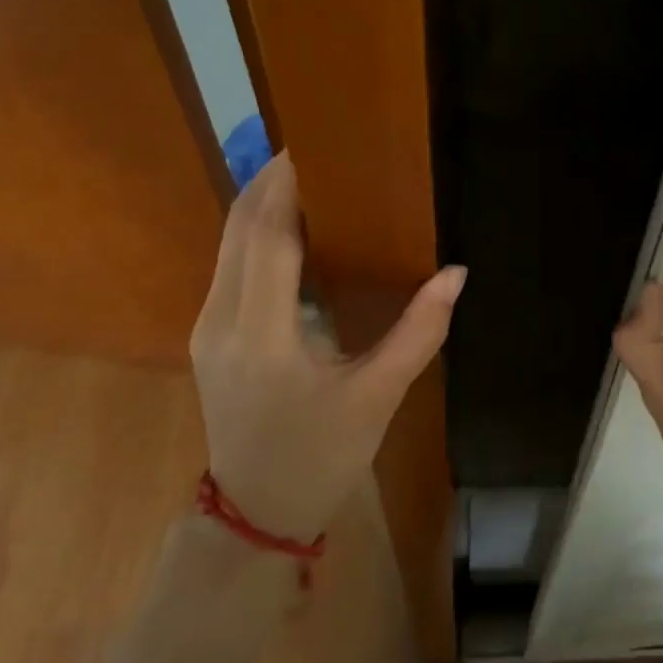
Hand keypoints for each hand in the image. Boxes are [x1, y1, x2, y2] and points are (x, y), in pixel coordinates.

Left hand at [191, 152, 466, 541]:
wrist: (255, 515)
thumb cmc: (321, 458)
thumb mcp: (377, 398)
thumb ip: (419, 332)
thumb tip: (456, 273)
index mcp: (261, 336)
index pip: (267, 237)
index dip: (287, 186)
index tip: (317, 147)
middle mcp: (221, 321)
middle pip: (239, 228)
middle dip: (271, 180)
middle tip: (317, 148)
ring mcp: (206, 327)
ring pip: (227, 243)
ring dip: (261, 201)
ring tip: (307, 173)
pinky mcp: (208, 334)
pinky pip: (229, 263)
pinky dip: (255, 230)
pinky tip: (291, 223)